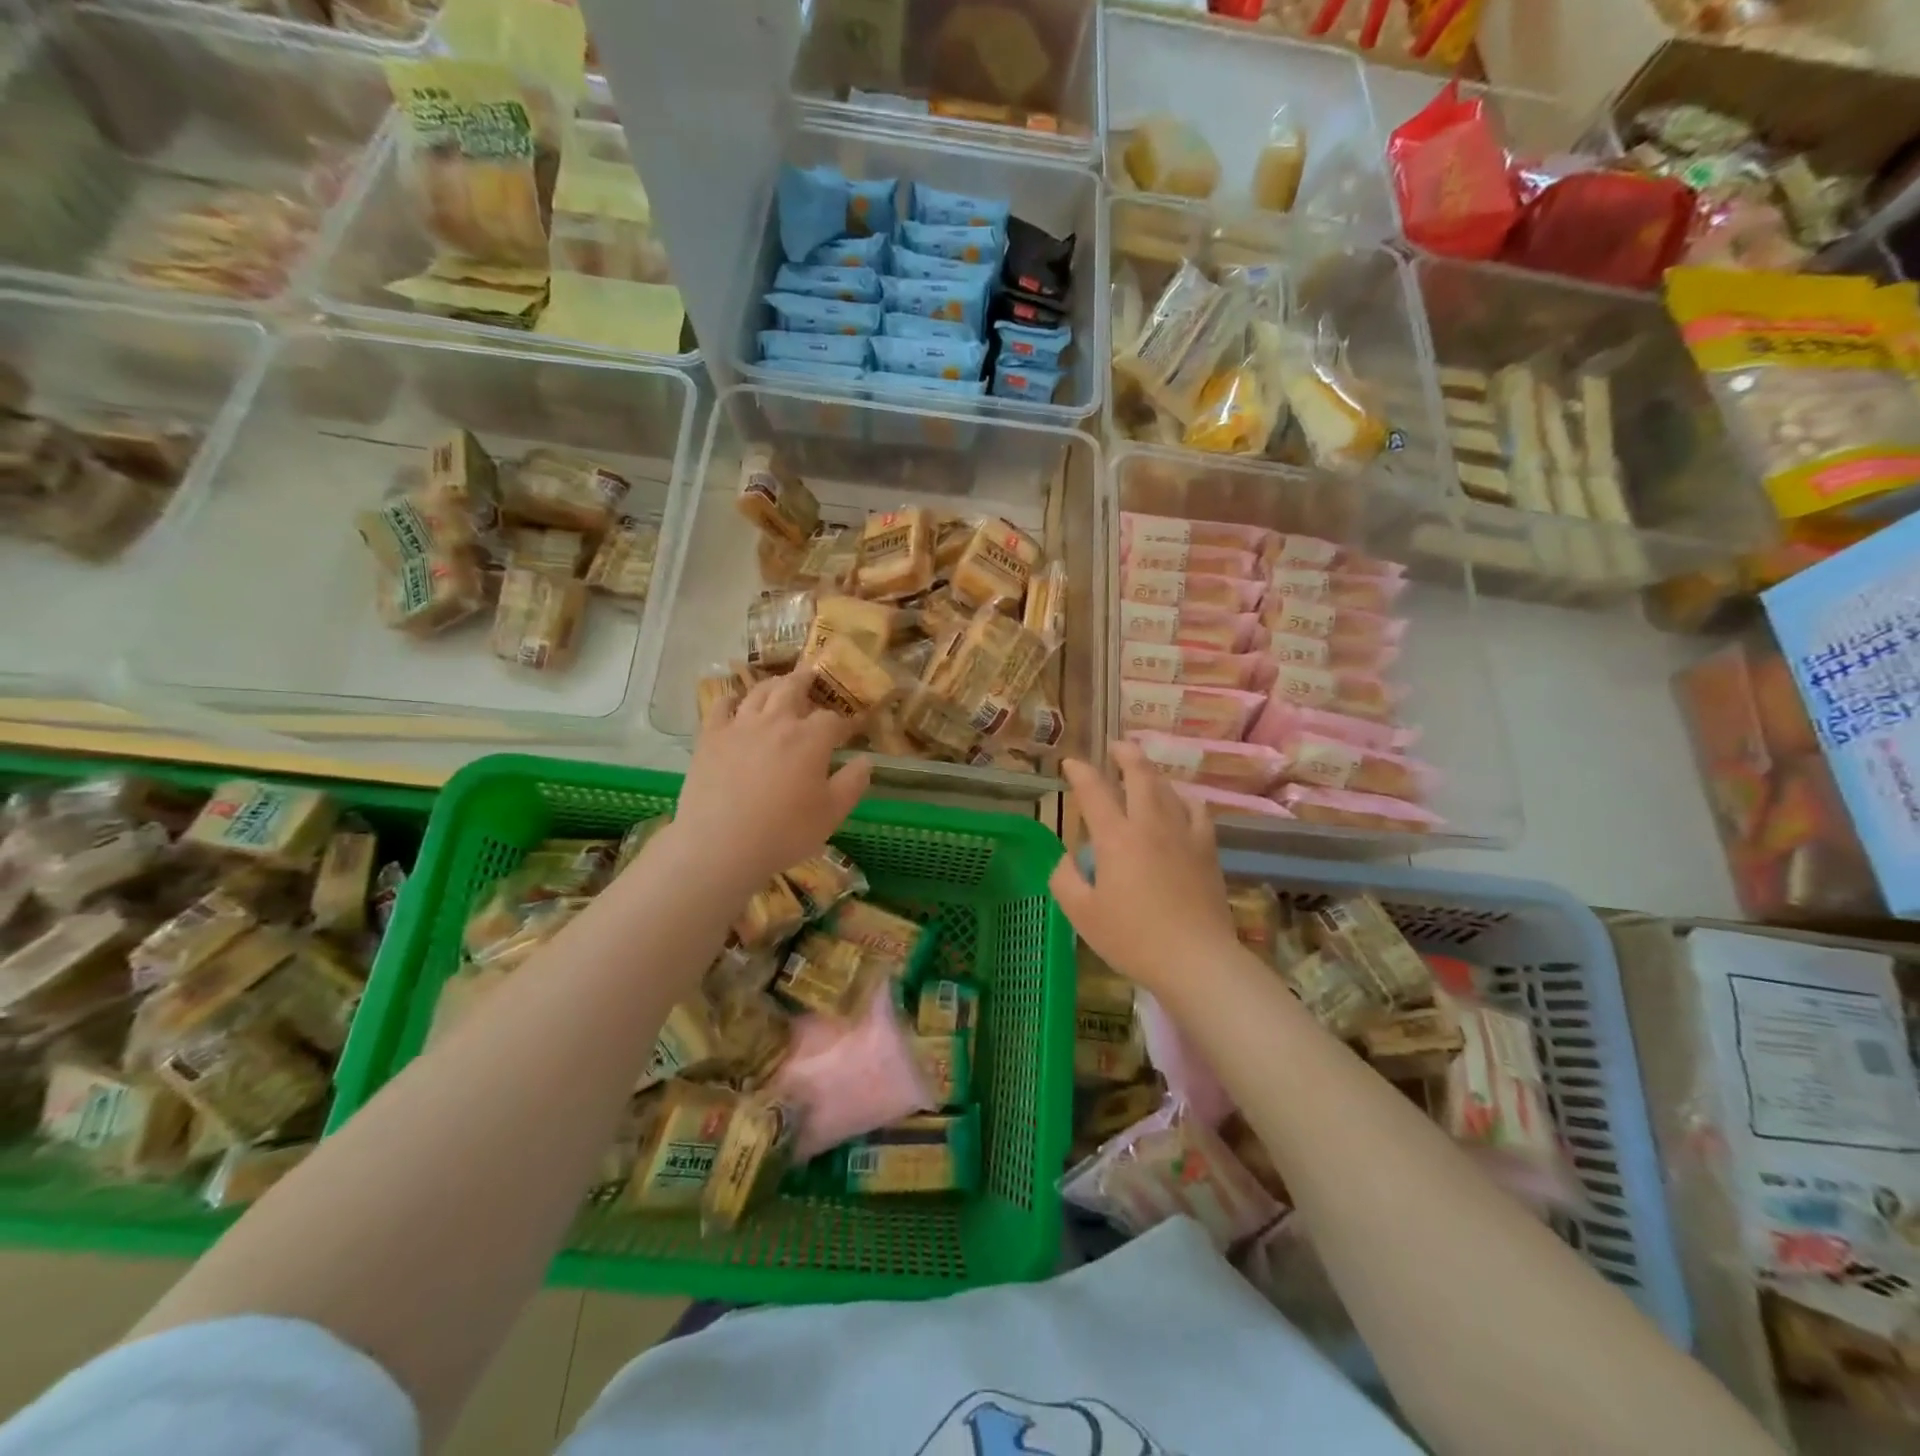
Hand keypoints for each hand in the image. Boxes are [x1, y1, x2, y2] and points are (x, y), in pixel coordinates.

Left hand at [667, 670, 870, 894]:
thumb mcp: (832, 814)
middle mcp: (776, 721)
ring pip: (759, 692)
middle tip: (813, 678)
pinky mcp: (710, 737)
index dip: (844, 723)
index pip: (832, 719)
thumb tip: (866, 760)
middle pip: (793, 688)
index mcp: (810, 738)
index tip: (851, 729)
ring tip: (780, 684)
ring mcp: (740, 726)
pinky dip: (732, 698)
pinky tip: (736, 702)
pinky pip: (721, 706)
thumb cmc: (784, 832)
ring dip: (774, 684)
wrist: (720, 845)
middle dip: (806, 682)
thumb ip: (852, 783)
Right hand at [1049, 741, 1241, 995]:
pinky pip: (1198, 811)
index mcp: (1115, 838)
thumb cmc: (1133, 939)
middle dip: (1125, 754)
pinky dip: (1185, 799)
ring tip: (1143, 771)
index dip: (1080, 772)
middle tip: (1115, 746)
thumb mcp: (1082, 914)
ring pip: (1168, 789)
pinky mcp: (1207, 850)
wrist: (1196, 959)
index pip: (1094, 791)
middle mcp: (1150, 825)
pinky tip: (1182, 804)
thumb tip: (1068, 859)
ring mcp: (1184, 834)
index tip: (1070, 763)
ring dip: (1153, 773)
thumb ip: (1065, 880)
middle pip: (1140, 775)